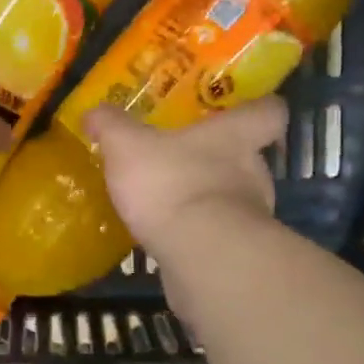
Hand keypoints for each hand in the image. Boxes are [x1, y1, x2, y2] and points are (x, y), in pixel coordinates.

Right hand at [85, 99, 287, 259]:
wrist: (199, 255)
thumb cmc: (171, 183)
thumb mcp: (127, 145)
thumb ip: (111, 125)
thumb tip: (94, 112)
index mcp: (234, 136)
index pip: (269, 111)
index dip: (259, 107)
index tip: (241, 109)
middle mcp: (253, 171)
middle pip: (249, 157)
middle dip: (218, 159)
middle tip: (185, 158)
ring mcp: (252, 215)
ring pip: (234, 197)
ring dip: (207, 198)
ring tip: (170, 201)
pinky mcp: (238, 252)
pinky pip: (218, 233)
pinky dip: (199, 232)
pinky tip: (169, 235)